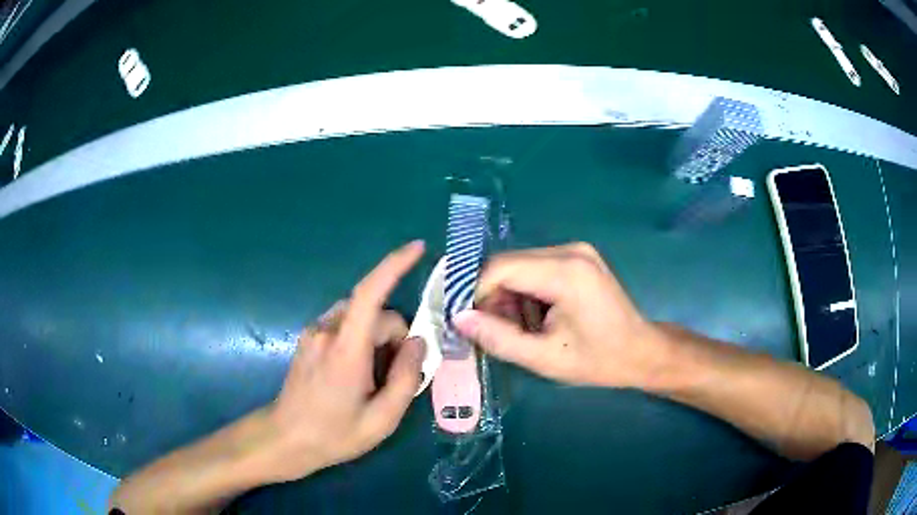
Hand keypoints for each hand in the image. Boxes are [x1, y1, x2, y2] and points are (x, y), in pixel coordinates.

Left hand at [265, 241, 425, 481]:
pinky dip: (360, 338)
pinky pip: (344, 324)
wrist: (286, 439)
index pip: (370, 293)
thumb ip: (406, 377)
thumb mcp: (382, 419)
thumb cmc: (335, 434)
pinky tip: (355, 371)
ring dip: (377, 336)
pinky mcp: (308, 337)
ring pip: (359, 316)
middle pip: (374, 312)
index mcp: (346, 350)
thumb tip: (417, 342)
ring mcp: (314, 332)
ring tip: (374, 376)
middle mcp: (327, 330)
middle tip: (396, 374)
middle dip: (395, 335)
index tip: (418, 248)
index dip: (395, 265)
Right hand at [453, 243, 667, 388]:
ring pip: (519, 266)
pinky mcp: (578, 257)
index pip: (500, 268)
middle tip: (494, 331)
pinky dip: (526, 292)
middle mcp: (570, 250)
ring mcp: (576, 251)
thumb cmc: (598, 360)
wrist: (641, 352)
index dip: (475, 294)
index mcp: (565, 272)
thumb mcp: (544, 358)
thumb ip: (498, 338)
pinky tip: (536, 317)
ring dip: (509, 297)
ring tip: (520, 329)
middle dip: (493, 298)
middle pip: (508, 264)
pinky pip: (535, 268)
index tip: (467, 323)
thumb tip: (458, 319)